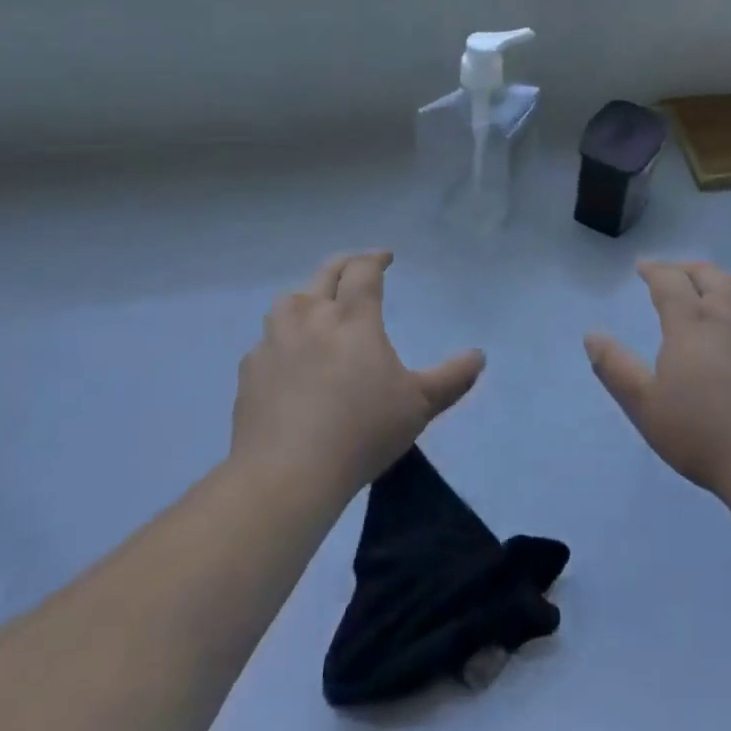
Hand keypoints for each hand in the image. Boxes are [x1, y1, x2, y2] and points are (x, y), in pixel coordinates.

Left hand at [233, 252, 484, 496]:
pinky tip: (288, 358)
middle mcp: (311, 318)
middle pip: (325, 274)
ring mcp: (276, 342)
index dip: (375, 258)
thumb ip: (451, 379)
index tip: (386, 258)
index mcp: (353, 319)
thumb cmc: (361, 432)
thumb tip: (479, 356)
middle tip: (356, 268)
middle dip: (344, 265)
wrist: (287, 473)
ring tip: (317, 308)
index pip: (362, 271)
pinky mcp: (251, 370)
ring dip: (307, 296)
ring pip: (289, 301)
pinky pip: (267, 340)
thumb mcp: (418, 406)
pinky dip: (281, 338)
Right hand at [585, 261, 730, 500]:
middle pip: (709, 275)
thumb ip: (616, 369)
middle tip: (676, 274)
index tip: (643, 268)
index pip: (669, 281)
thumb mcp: (646, 408)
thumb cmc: (706, 437)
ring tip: (718, 287)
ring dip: (727, 280)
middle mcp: (730, 315)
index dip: (654, 270)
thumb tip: (592, 336)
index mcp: (691, 323)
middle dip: (688, 269)